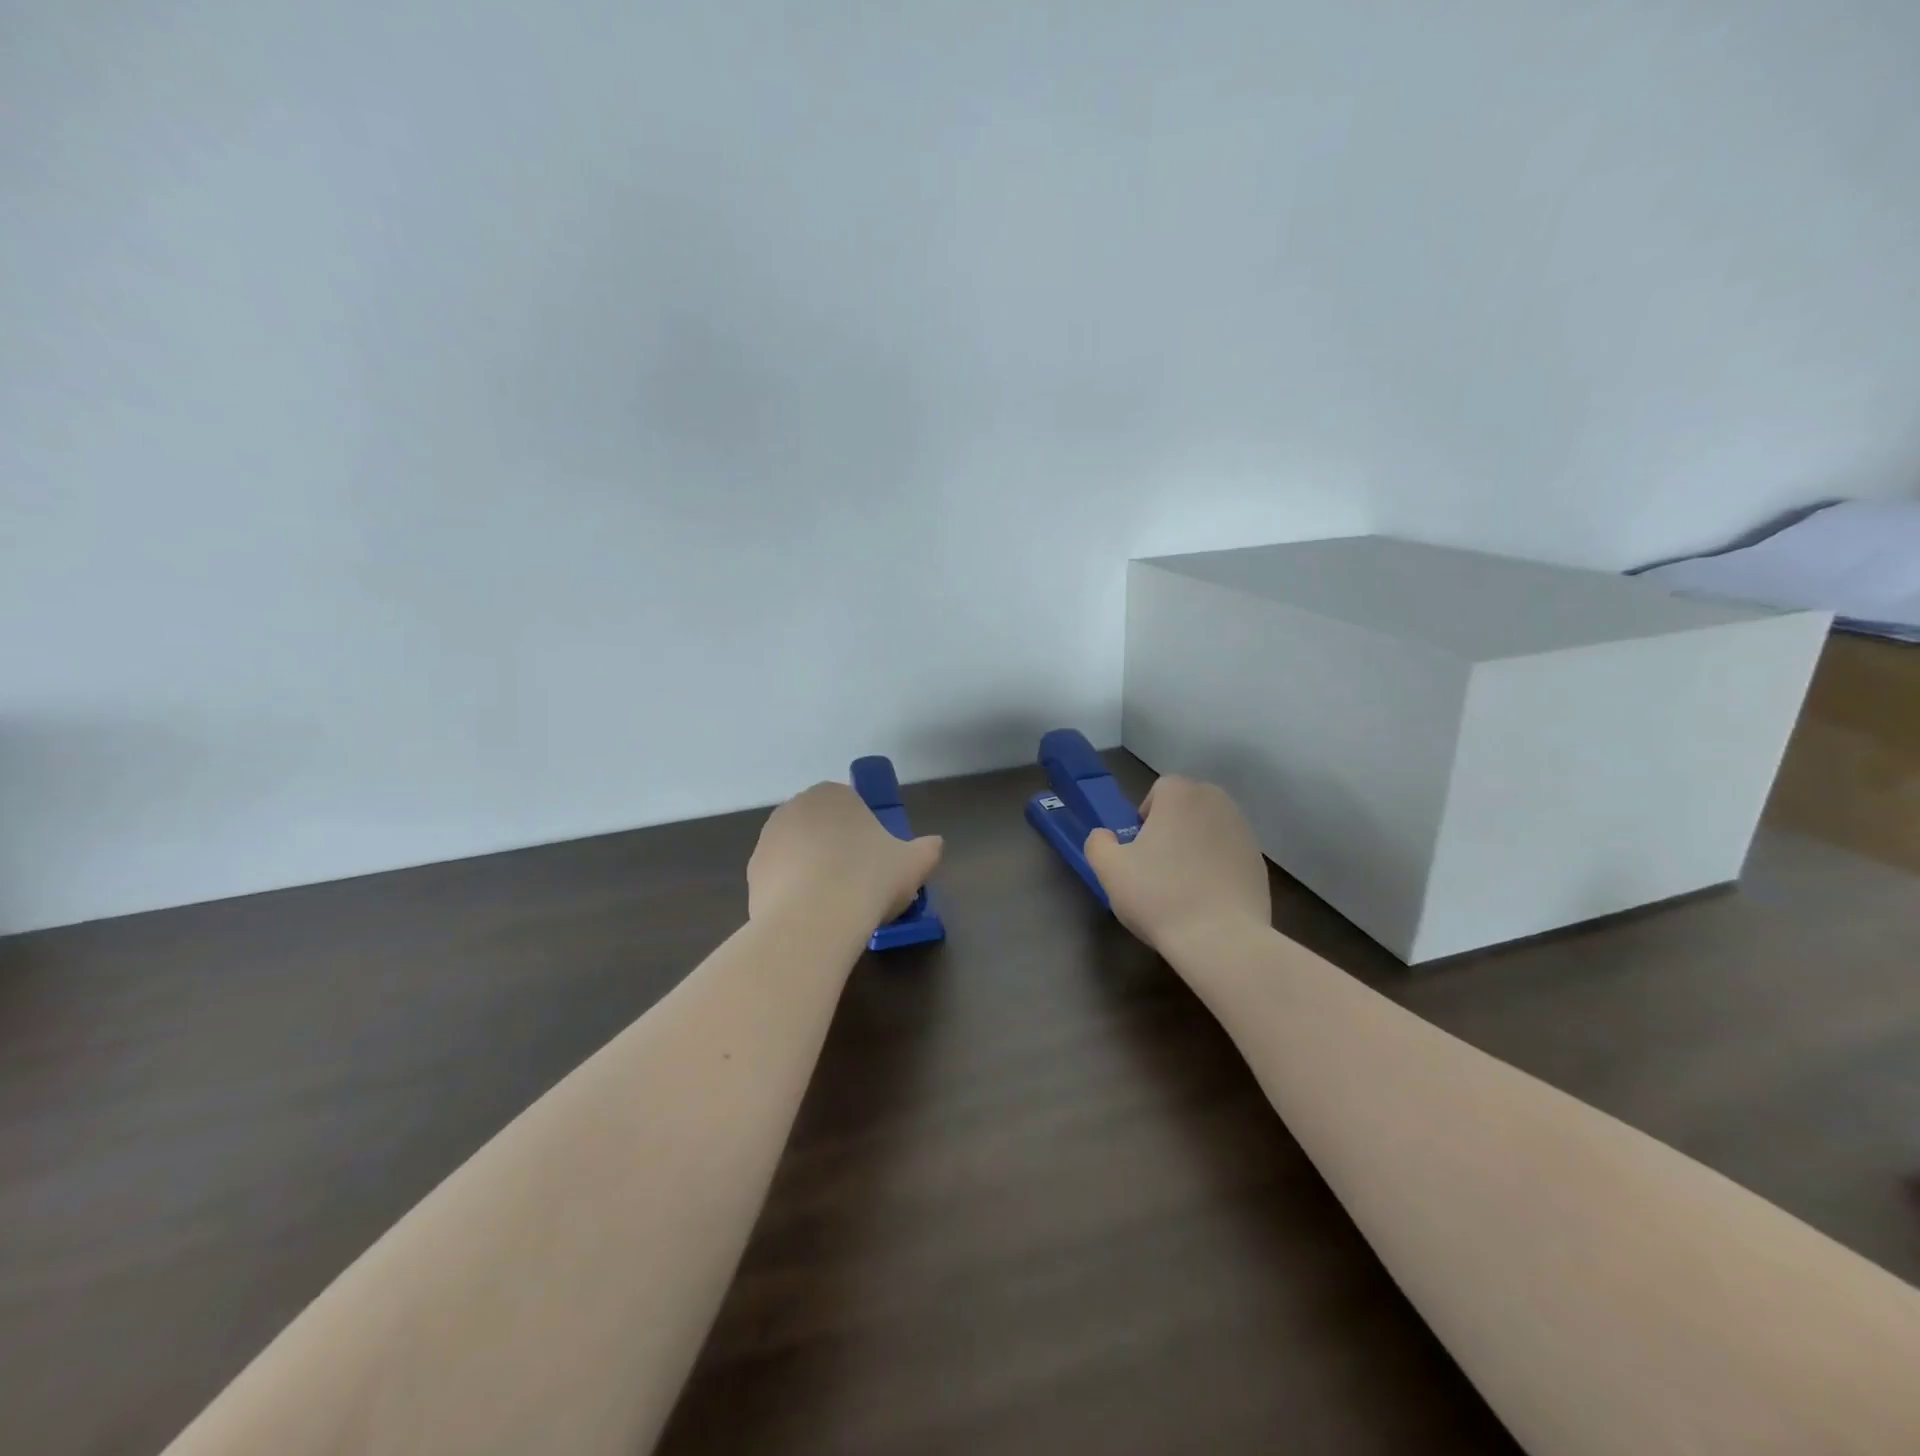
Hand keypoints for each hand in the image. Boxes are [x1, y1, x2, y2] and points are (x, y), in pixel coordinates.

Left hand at [748, 782, 943, 928]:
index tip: (876, 860)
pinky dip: (793, 891)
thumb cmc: (869, 878)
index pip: (851, 806)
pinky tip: (811, 915)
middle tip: (857, 882)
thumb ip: (927, 848)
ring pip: (799, 852)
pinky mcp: (752, 872)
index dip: (865, 832)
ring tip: (834, 903)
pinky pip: (780, 877)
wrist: (814, 919)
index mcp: (834, 794)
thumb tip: (934, 845)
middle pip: (822, 827)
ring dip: (812, 869)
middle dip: (836, 848)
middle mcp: (796, 807)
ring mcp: (769, 839)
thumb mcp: (914, 863)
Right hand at [1084, 776, 1270, 954]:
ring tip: (1182, 885)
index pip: (1159, 791)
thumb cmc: (1159, 896)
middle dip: (1171, 828)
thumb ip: (1098, 842)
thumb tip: (1106, 837)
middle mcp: (1217, 803)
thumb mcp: (1109, 869)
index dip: (1145, 818)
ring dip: (1194, 847)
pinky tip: (1206, 899)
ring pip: (1209, 830)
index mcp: (1181, 795)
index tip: (1140, 849)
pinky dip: (1216, 868)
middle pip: (1186, 807)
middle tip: (1157, 865)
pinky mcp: (1260, 863)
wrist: (1221, 939)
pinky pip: (1228, 855)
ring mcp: (1244, 832)